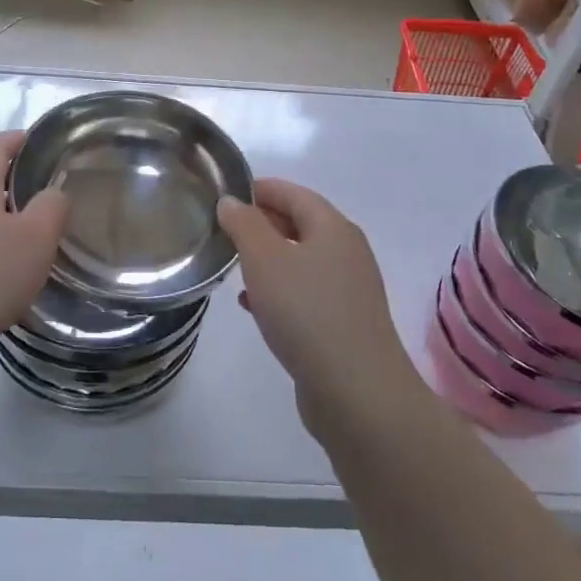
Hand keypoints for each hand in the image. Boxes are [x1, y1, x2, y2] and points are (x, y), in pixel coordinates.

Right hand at [218, 180, 418, 422]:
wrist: (356, 392)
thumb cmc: (307, 313)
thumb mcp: (265, 260)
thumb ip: (245, 225)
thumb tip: (232, 202)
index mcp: (334, 229)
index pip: (294, 193)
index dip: (260, 188)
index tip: (226, 194)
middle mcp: (346, 253)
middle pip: (300, 225)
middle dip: (262, 223)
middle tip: (223, 228)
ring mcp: (348, 290)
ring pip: (300, 261)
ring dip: (267, 259)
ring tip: (233, 265)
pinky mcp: (342, 324)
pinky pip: (304, 294)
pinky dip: (277, 291)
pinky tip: (251, 306)